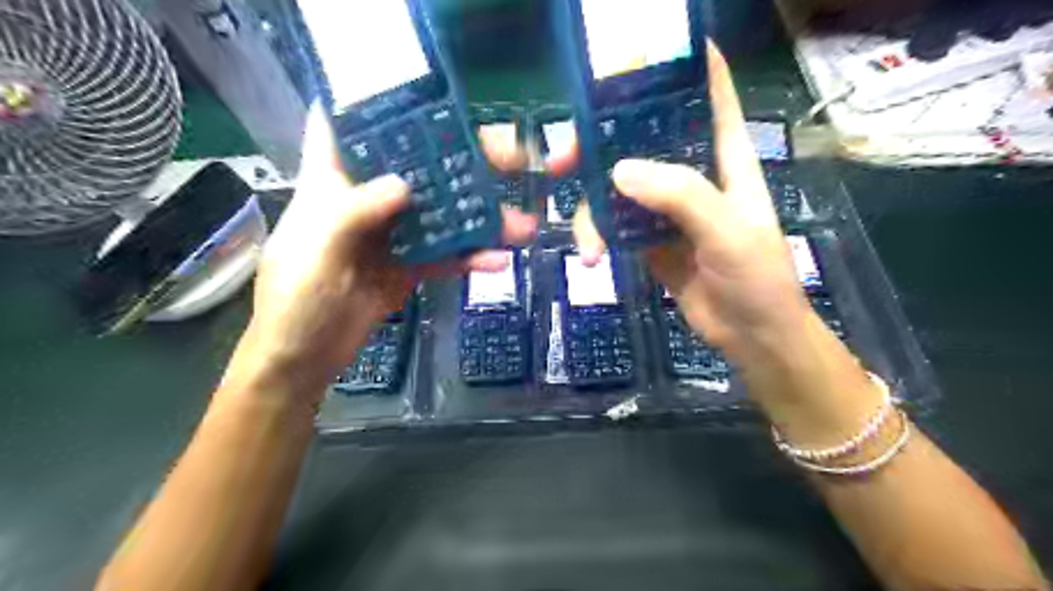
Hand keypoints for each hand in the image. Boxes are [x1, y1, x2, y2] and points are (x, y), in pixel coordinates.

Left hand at [232, 105, 542, 397]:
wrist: (306, 357)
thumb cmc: (295, 298)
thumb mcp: (315, 251)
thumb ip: (354, 213)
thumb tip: (405, 185)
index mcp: (334, 180)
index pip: (351, 123)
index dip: (385, 101)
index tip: (433, 93)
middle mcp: (369, 198)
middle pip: (420, 166)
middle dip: (465, 160)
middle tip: (514, 158)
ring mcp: (395, 233)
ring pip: (443, 212)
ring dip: (482, 218)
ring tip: (523, 225)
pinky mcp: (410, 265)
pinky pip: (447, 254)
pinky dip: (472, 257)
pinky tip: (498, 261)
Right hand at [517, 43, 808, 357]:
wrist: (750, 336)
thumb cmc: (757, 277)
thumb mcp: (727, 230)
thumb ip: (679, 195)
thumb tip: (618, 171)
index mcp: (726, 159)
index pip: (710, 97)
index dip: (688, 66)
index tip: (647, 50)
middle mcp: (694, 176)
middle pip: (646, 141)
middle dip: (605, 143)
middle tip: (565, 156)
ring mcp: (668, 209)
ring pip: (621, 188)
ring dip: (595, 207)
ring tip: (586, 241)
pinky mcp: (650, 239)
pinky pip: (616, 224)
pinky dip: (599, 234)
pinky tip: (593, 254)